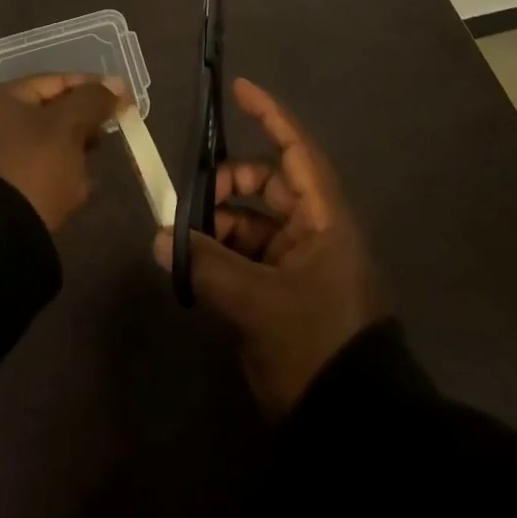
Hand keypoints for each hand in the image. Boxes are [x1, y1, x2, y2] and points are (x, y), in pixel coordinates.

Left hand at [0, 73, 123, 232]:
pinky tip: (79, 193)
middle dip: (84, 125)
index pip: (55, 82)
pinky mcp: (1, 191)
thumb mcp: (68, 127)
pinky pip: (39, 174)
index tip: (123, 99)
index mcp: (1, 98)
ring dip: (75, 155)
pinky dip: (61, 179)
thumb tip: (117, 84)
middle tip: (111, 134)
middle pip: (51, 114)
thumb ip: (93, 101)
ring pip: (48, 146)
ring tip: (94, 170)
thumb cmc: (33, 168)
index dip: (92, 88)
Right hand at [153, 77, 386, 418]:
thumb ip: (206, 265)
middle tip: (193, 196)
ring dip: (220, 222)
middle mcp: (315, 230)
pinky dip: (224, 251)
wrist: (355, 428)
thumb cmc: (316, 346)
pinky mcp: (289, 291)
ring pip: (255, 220)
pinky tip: (196, 267)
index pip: (296, 149)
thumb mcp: (258, 305)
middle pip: (268, 182)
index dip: (269, 115)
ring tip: (186, 241)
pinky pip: (251, 253)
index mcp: (324, 219)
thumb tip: (161, 237)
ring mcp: (302, 261)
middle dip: (229, 182)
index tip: (238, 89)